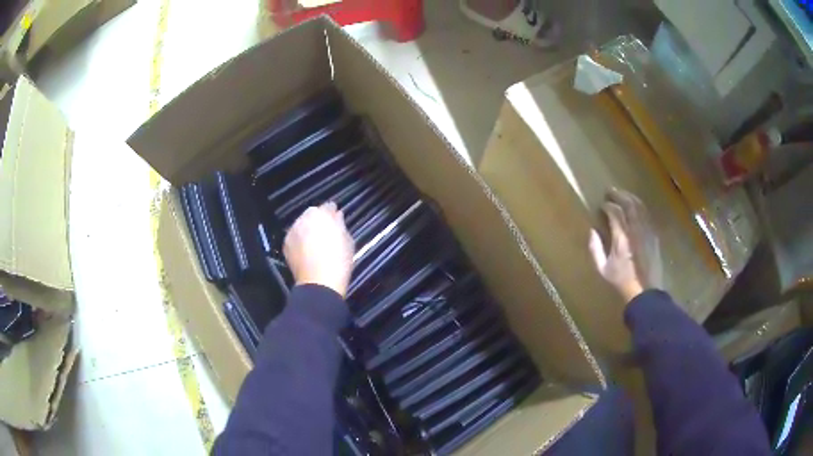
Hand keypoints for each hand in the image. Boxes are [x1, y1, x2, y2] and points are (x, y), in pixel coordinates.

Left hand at [283, 202, 354, 297]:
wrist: (319, 283)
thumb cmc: (339, 260)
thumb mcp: (347, 240)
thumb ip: (340, 224)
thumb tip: (337, 216)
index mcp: (321, 214)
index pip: (328, 206)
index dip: (333, 213)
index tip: (337, 219)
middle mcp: (304, 218)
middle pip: (312, 214)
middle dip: (318, 220)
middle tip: (326, 232)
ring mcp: (293, 231)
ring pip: (301, 225)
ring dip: (307, 230)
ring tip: (315, 243)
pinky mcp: (286, 244)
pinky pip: (295, 237)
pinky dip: (300, 240)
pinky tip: (307, 250)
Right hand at [588, 188, 662, 302]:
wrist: (645, 292)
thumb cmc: (622, 282)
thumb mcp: (603, 270)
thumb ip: (595, 249)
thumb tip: (592, 231)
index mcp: (621, 238)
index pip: (615, 212)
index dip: (607, 206)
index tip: (602, 205)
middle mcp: (635, 230)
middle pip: (629, 204)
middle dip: (619, 195)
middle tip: (611, 191)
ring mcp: (647, 231)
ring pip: (640, 207)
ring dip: (631, 198)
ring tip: (623, 195)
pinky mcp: (654, 236)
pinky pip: (647, 215)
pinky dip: (640, 208)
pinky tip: (636, 208)